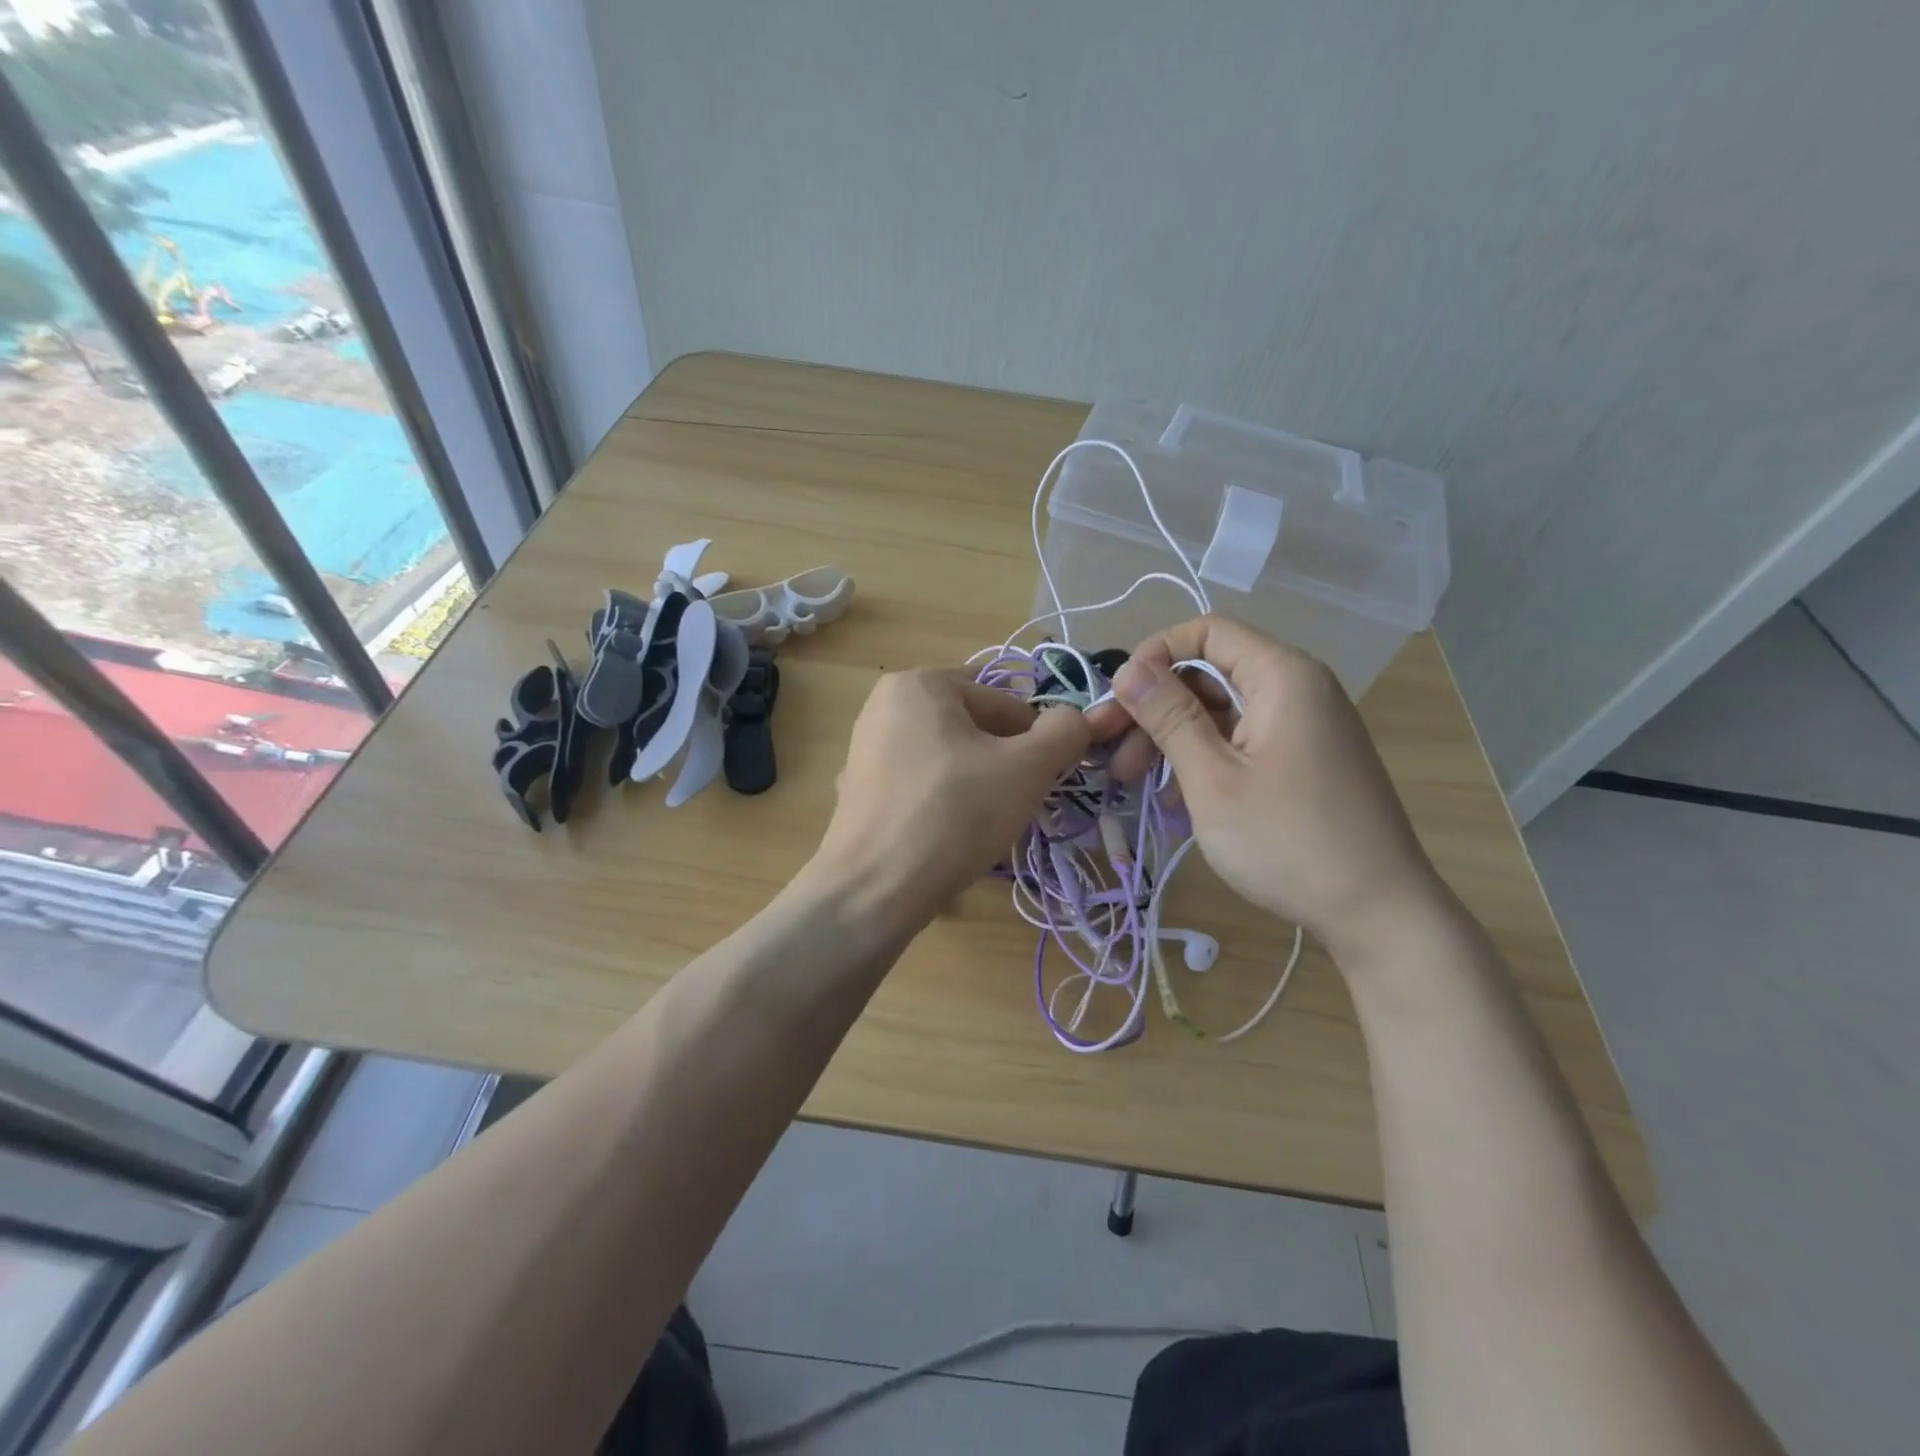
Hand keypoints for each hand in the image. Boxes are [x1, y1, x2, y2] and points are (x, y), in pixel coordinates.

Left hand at [806, 668, 1090, 932]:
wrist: (872, 890)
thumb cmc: (953, 815)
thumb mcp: (1026, 769)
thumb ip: (1064, 733)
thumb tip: (1075, 719)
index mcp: (920, 683)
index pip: (1005, 703)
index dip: (1035, 744)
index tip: (1040, 784)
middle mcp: (884, 705)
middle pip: (973, 728)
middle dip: (1002, 764)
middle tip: (1011, 806)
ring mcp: (864, 749)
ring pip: (947, 758)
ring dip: (976, 785)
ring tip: (980, 825)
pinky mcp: (856, 790)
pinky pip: (918, 785)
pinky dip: (940, 803)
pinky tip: (945, 837)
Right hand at [1084, 617, 1442, 955]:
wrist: (1379, 914)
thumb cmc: (1288, 841)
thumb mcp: (1213, 779)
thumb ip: (1169, 717)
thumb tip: (1127, 669)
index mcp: (1282, 676)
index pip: (1207, 631)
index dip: (1155, 655)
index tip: (1120, 701)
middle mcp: (1298, 688)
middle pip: (1210, 674)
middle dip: (1156, 708)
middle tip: (1116, 756)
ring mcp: (1304, 726)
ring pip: (1221, 712)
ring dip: (1173, 740)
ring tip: (1136, 785)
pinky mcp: (1304, 760)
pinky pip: (1242, 741)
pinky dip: (1205, 760)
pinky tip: (1177, 802)